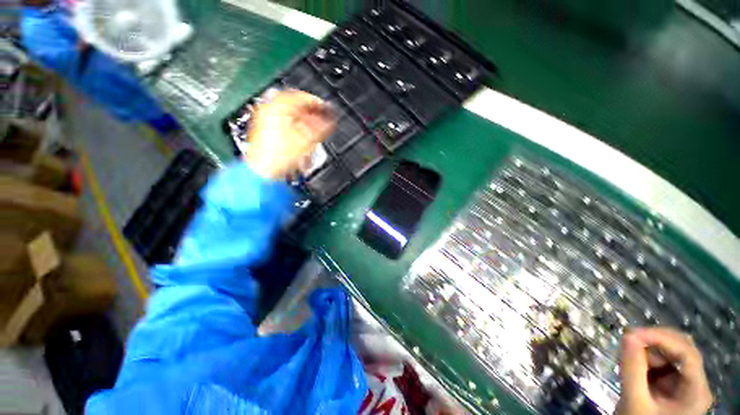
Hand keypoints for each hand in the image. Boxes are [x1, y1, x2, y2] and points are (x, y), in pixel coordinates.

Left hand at [245, 90, 334, 179]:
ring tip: (315, 128)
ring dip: (304, 120)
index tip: (327, 109)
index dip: (317, 103)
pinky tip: (302, 135)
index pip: (301, 96)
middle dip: (311, 112)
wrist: (264, 171)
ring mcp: (265, 120)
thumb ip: (320, 128)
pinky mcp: (265, 130)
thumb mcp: (306, 140)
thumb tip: (330, 121)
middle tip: (322, 119)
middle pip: (294, 105)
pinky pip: (283, 123)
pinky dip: (295, 126)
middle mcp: (269, 109)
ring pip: (289, 114)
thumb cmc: (280, 155)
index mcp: (278, 107)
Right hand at [617, 327, 712, 414]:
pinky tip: (635, 364)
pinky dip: (648, 357)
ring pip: (673, 352)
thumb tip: (628, 334)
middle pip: (683, 349)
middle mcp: (697, 383)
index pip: (687, 353)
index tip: (631, 333)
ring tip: (629, 358)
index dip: (661, 338)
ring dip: (650, 350)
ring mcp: (687, 383)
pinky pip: (665, 361)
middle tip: (628, 339)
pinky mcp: (675, 383)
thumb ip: (633, 368)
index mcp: (696, 391)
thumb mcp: (635, 400)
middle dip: (655, 341)